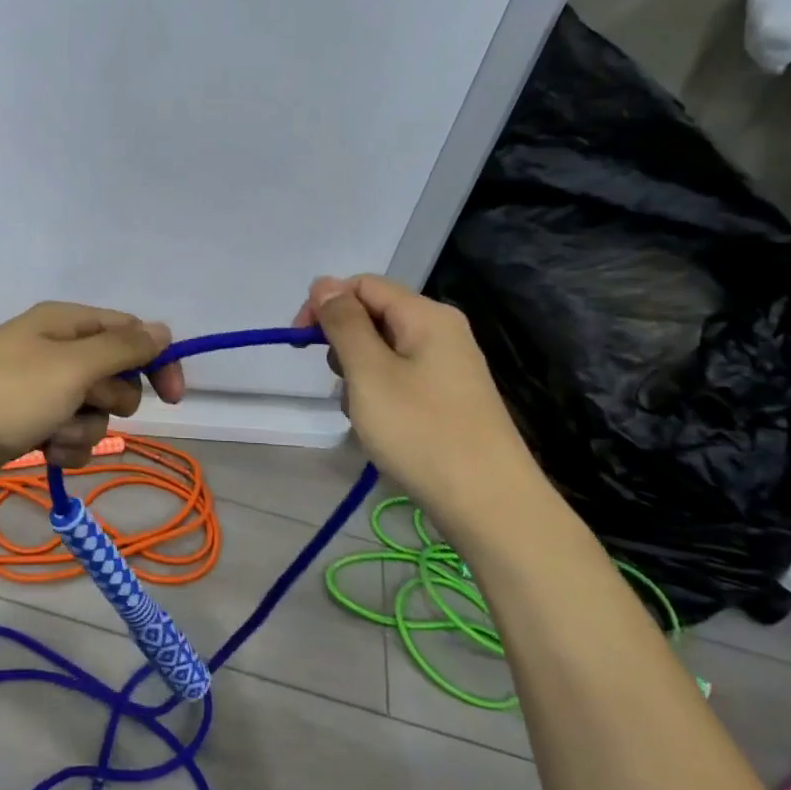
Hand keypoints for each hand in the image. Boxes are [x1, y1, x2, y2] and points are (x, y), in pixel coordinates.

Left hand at [0, 302, 185, 500]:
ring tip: (50, 434)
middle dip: (108, 400)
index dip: (156, 362)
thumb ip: (122, 349)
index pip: (131, 333)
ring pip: (93, 412)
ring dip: (82, 429)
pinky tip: (42, 452)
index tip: (174, 398)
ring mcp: (39, 389)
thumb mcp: (71, 366)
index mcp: (66, 323)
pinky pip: (69, 435)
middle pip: (114, 375)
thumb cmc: (4, 395)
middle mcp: (55, 350)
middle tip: (80, 404)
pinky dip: (63, 446)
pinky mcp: (26, 424)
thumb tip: (162, 330)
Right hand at [295, 274, 549, 525]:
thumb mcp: (369, 372)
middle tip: (341, 385)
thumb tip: (323, 284)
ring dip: (359, 377)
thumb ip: (343, 323)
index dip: (325, 305)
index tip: (300, 345)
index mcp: (426, 315)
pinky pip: (400, 379)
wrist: (490, 506)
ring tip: (364, 415)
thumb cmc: (422, 431)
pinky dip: (380, 397)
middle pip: (373, 316)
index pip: (362, 285)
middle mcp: (441, 331)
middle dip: (343, 346)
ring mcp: (448, 366)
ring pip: (382, 352)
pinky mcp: (449, 398)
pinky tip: (382, 430)